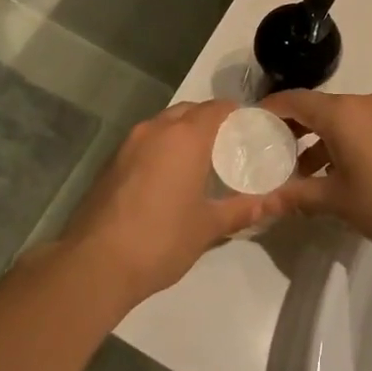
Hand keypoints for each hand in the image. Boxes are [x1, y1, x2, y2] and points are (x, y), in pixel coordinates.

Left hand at [60, 101, 283, 306]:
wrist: (95, 263)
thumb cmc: (161, 239)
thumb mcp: (209, 227)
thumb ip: (244, 209)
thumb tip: (276, 203)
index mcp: (185, 136)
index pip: (218, 108)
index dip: (237, 114)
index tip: (251, 131)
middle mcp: (156, 129)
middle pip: (190, 110)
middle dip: (210, 121)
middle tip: (229, 147)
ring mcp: (129, 143)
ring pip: (164, 124)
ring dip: (183, 133)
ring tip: (200, 162)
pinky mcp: (111, 161)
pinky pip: (145, 141)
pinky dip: (162, 148)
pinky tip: (168, 178)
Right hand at [260, 91, 371, 255]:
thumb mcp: (335, 200)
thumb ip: (296, 196)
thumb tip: (262, 203)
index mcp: (340, 113)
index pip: (294, 100)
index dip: (269, 110)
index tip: (249, 126)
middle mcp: (361, 103)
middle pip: (316, 107)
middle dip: (292, 128)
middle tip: (270, 152)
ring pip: (339, 118)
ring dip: (317, 139)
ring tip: (301, 172)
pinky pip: (359, 125)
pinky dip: (340, 140)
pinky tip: (336, 172)